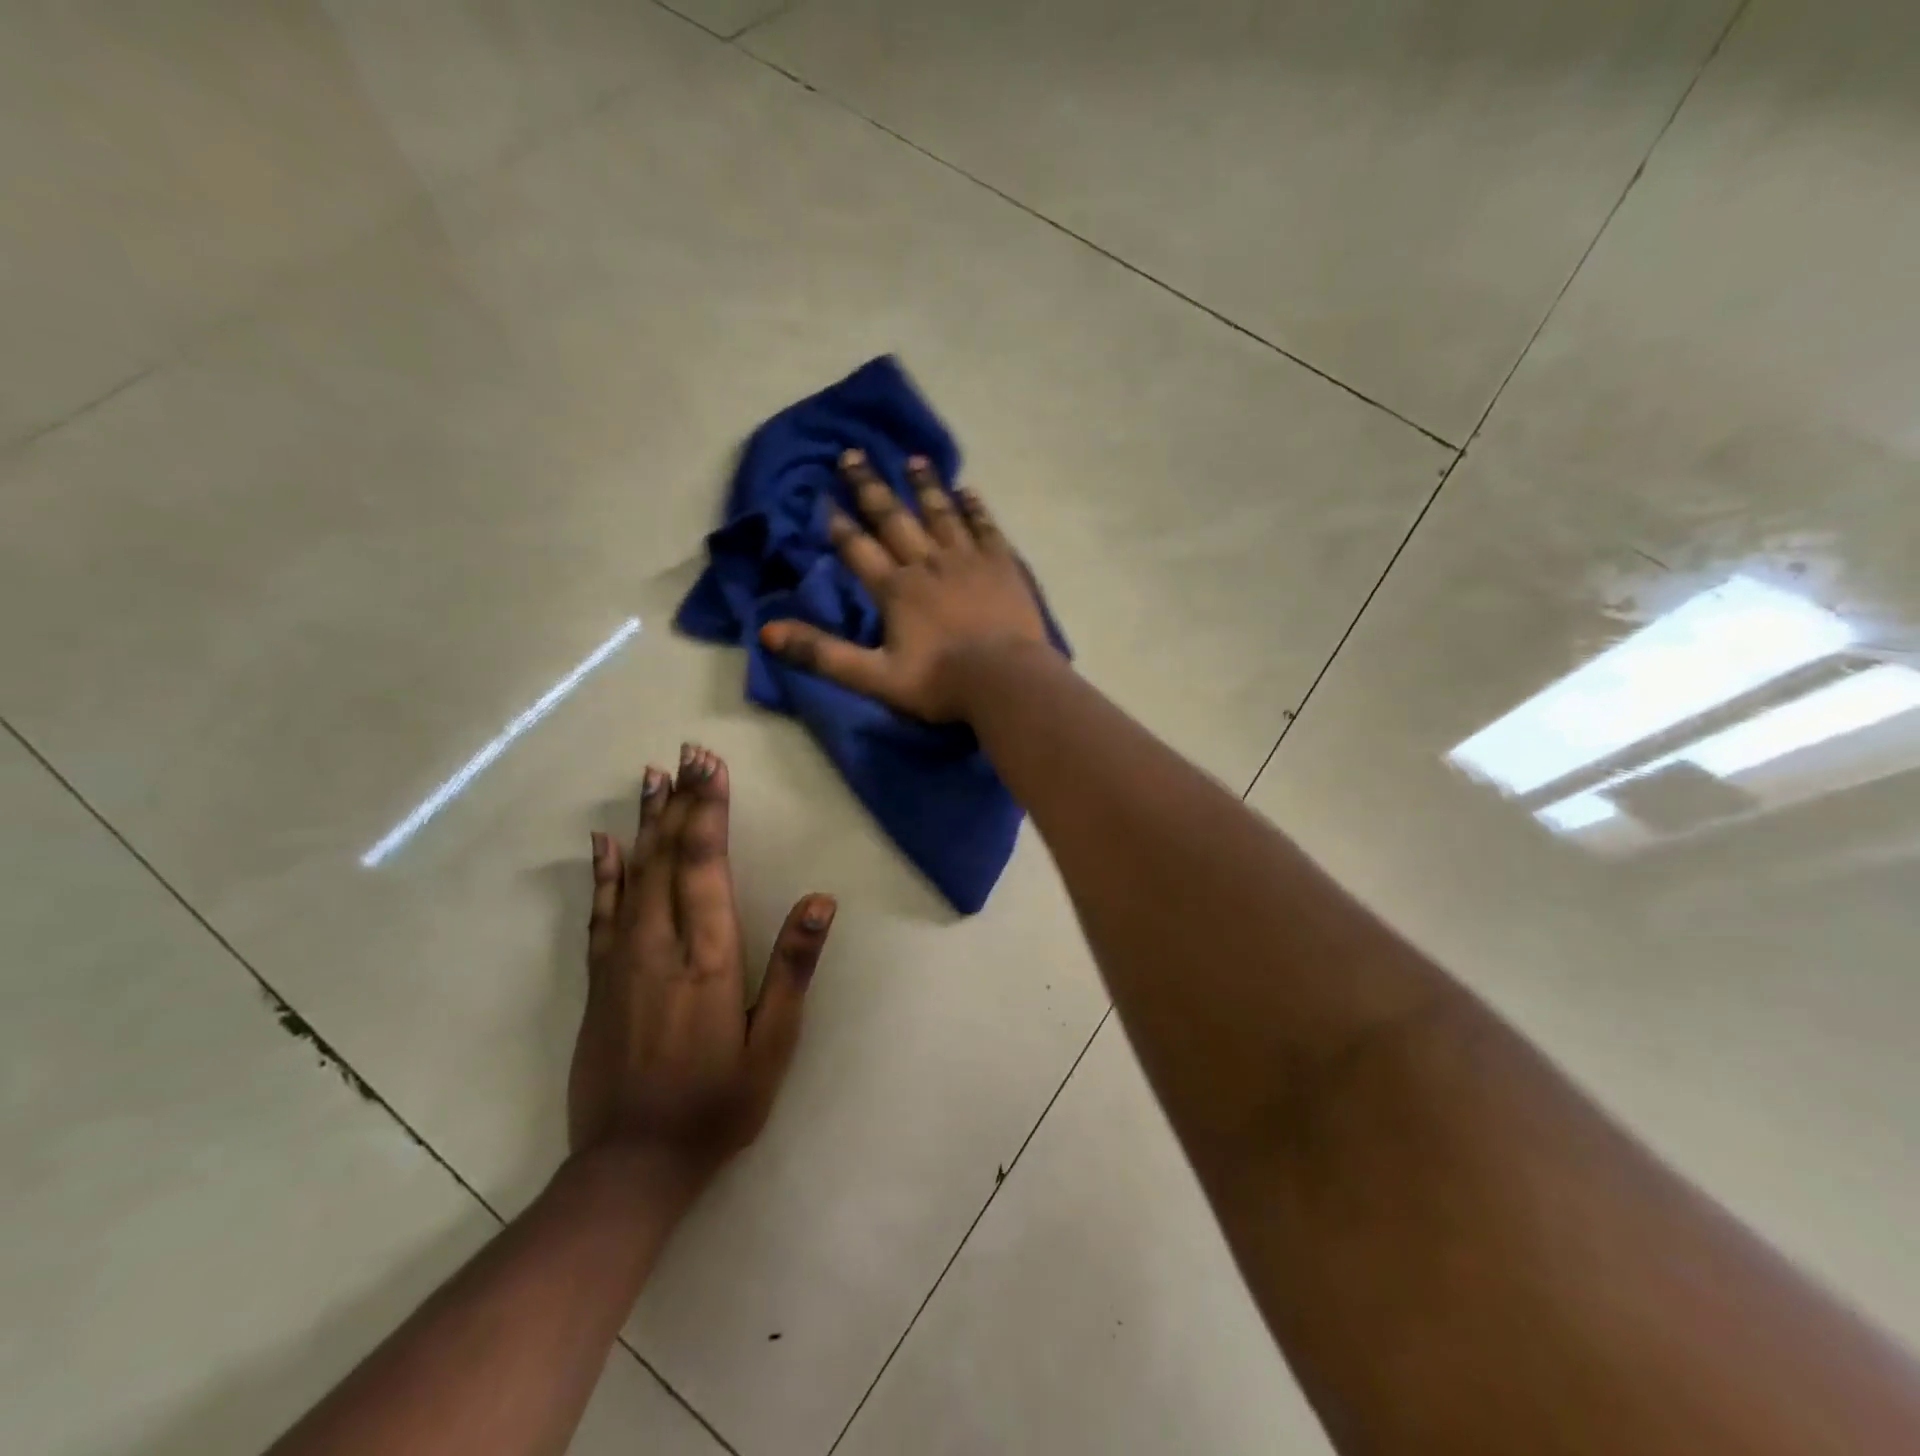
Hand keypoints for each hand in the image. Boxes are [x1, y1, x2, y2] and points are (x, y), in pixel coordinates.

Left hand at [568, 745, 833, 1192]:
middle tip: (685, 753)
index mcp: (708, 956)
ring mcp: (622, 959)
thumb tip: (820, 902)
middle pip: (669, 856)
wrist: (631, 1166)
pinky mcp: (598, 979)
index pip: (707, 864)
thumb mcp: (772, 1044)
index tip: (710, 765)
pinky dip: (603, 871)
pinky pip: (600, 911)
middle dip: (681, 800)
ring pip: (634, 873)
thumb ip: (793, 968)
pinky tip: (604, 841)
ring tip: (652, 777)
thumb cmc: (717, 1104)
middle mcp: (660, 944)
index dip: (709, 810)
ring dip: (646, 821)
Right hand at [760, 449, 1057, 721]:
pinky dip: (974, 508)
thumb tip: (767, 631)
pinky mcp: (1001, 565)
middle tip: (854, 454)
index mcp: (895, 590)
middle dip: (871, 487)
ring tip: (913, 459)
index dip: (839, 525)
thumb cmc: (939, 682)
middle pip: (894, 518)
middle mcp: (927, 563)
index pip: (858, 549)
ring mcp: (967, 560)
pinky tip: (967, 490)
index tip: (824, 499)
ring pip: (941, 513)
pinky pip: (984, 527)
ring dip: (925, 485)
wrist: (1005, 682)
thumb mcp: (873, 676)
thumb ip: (822, 653)